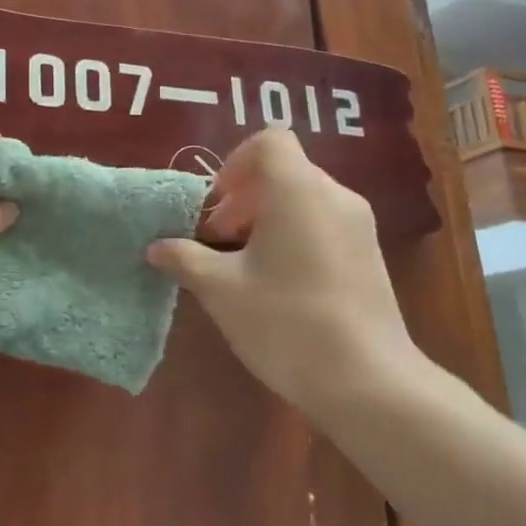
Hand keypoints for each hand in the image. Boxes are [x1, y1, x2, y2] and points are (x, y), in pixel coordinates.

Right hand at [145, 129, 424, 415]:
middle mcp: (334, 194)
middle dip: (243, 199)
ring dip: (266, 219)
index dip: (234, 164)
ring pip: (303, 199)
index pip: (268, 142)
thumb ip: (185, 259)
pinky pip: (323, 222)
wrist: (370, 383)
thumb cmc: (287, 323)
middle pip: (283, 171)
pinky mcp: (370, 254)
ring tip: (244, 266)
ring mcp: (358, 224)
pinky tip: (279, 284)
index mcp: (298, 189)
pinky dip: (294, 235)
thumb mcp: (222, 290)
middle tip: (218, 242)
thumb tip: (155, 247)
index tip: (216, 206)